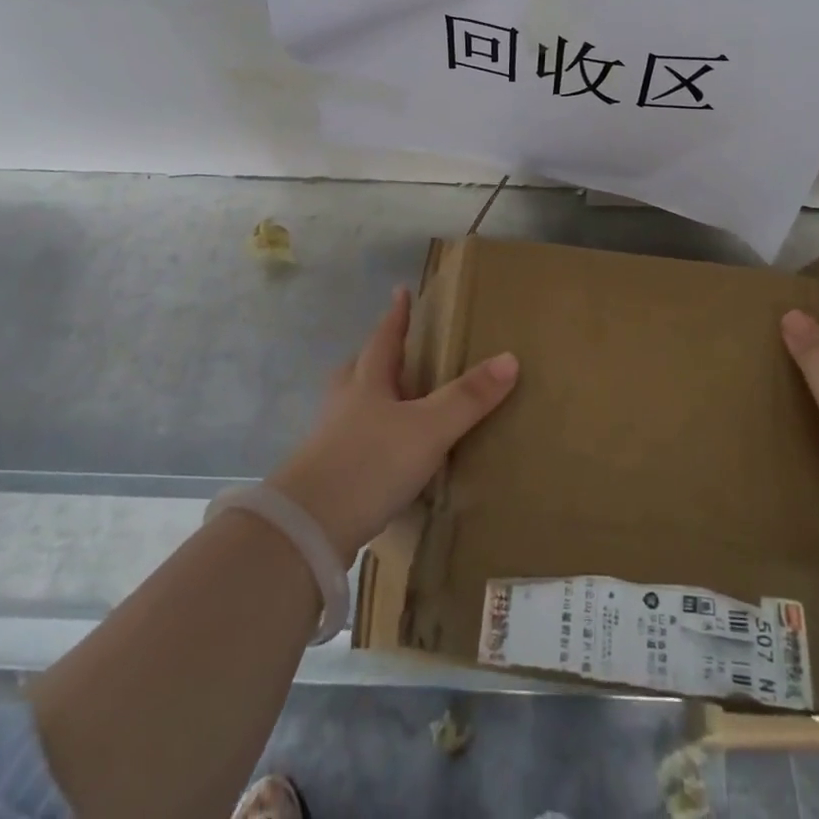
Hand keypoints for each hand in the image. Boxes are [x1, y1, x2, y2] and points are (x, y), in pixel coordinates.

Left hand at [269, 287, 518, 565]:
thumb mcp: (428, 428)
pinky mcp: (327, 476)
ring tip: (395, 404)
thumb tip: (510, 358)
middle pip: (359, 369)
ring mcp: (330, 440)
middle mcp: (344, 404)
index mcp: (367, 382)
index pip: (384, 338)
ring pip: (352, 407)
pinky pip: (354, 444)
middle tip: (398, 351)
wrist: (308, 529)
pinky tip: (386, 458)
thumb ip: (468, 397)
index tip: (400, 290)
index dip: (396, 315)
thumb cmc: (370, 463)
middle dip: (378, 357)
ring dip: (372, 399)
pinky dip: (371, 440)